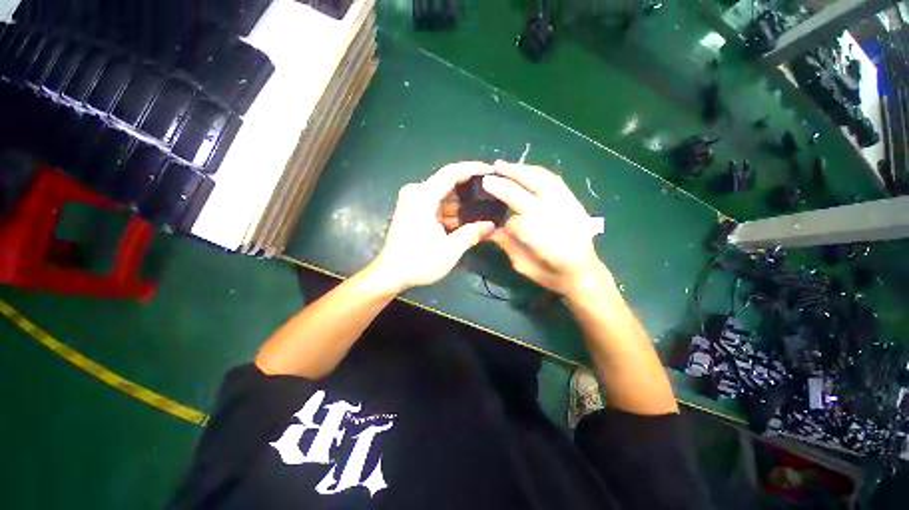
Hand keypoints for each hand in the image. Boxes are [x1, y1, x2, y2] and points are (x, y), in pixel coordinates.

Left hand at [368, 162, 496, 292]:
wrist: (390, 275)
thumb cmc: (418, 262)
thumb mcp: (450, 249)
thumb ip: (472, 233)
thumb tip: (491, 226)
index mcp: (422, 196)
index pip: (452, 172)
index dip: (473, 169)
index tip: (491, 170)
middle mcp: (415, 193)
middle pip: (447, 184)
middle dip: (469, 191)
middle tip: (491, 196)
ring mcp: (412, 202)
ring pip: (442, 196)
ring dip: (460, 204)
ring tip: (482, 211)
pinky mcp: (412, 212)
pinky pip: (435, 205)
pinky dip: (449, 212)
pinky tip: (464, 222)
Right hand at [483, 161, 608, 295]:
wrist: (585, 271)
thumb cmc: (552, 274)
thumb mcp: (524, 266)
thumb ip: (508, 245)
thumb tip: (491, 229)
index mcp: (545, 244)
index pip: (517, 223)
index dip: (504, 222)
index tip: (493, 220)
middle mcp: (557, 220)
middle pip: (526, 196)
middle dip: (504, 185)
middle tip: (487, 177)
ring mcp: (568, 207)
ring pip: (542, 181)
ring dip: (520, 171)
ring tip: (503, 166)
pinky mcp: (574, 201)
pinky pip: (554, 181)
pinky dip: (537, 172)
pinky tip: (525, 170)